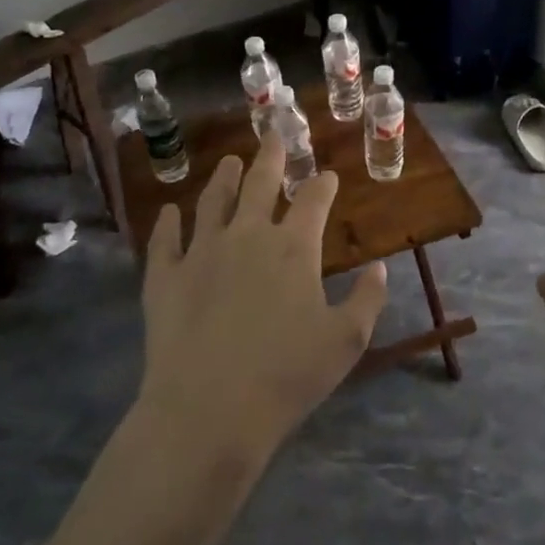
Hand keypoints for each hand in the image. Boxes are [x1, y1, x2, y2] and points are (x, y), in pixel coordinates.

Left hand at [139, 131, 388, 463]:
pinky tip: (169, 212)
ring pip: (213, 201)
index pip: (313, 200)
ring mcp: (201, 252)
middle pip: (260, 184)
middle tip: (273, 134)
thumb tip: (380, 268)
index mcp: (294, 248)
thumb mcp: (346, 341)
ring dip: (224, 178)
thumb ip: (367, 299)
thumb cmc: (287, 376)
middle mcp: (247, 235)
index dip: (322, 184)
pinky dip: (167, 222)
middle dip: (270, 156)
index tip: (326, 175)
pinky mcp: (165, 276)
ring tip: (229, 162)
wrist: (209, 410)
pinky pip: (165, 239)